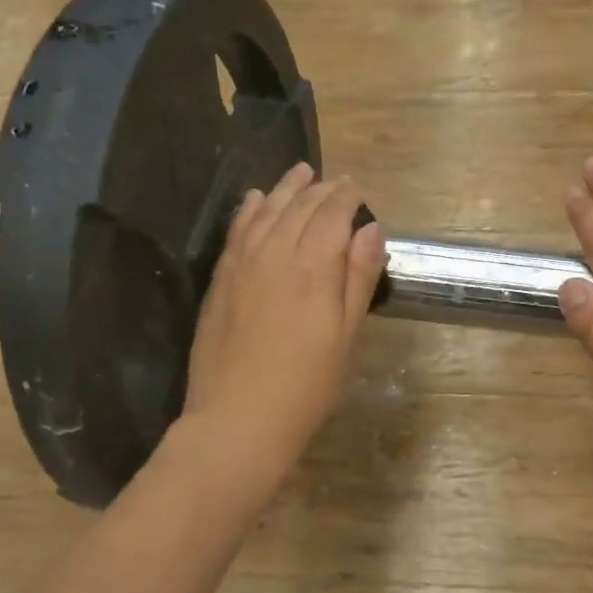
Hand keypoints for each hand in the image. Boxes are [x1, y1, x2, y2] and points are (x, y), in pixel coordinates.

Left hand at [180, 163, 385, 494]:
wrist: (238, 420)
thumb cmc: (306, 385)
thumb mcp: (346, 335)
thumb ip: (358, 277)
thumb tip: (371, 228)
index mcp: (313, 266)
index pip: (332, 214)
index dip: (346, 197)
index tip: (357, 189)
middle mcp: (275, 252)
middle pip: (299, 207)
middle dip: (321, 189)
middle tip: (336, 181)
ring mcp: (242, 264)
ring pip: (265, 211)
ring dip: (285, 189)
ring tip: (300, 172)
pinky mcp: (221, 280)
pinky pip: (237, 231)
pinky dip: (249, 209)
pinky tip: (255, 199)